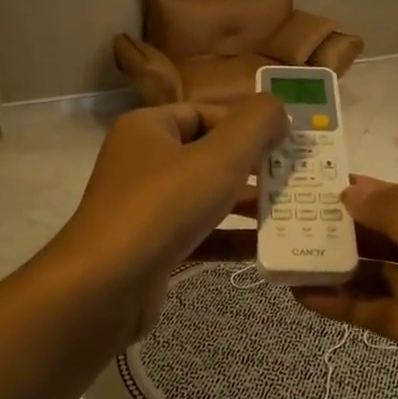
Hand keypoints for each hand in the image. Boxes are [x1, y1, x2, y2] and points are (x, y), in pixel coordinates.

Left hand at [56, 96, 286, 344]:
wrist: (102, 288)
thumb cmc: (162, 208)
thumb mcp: (219, 157)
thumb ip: (255, 125)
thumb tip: (279, 110)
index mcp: (148, 128)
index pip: (206, 113)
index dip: (248, 123)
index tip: (287, 141)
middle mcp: (142, 162)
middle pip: (208, 154)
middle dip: (253, 165)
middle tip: (295, 176)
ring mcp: (144, 207)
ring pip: (205, 196)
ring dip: (246, 203)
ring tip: (290, 210)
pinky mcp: (151, 247)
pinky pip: (198, 233)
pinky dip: (229, 237)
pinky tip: (265, 247)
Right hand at [296, 178, 397, 398]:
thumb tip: (354, 190)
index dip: (372, 194)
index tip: (321, 189)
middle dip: (354, 232)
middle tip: (296, 223)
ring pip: (391, 278)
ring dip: (347, 270)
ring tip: (292, 260)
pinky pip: (390, 315)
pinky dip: (353, 307)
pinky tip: (310, 299)